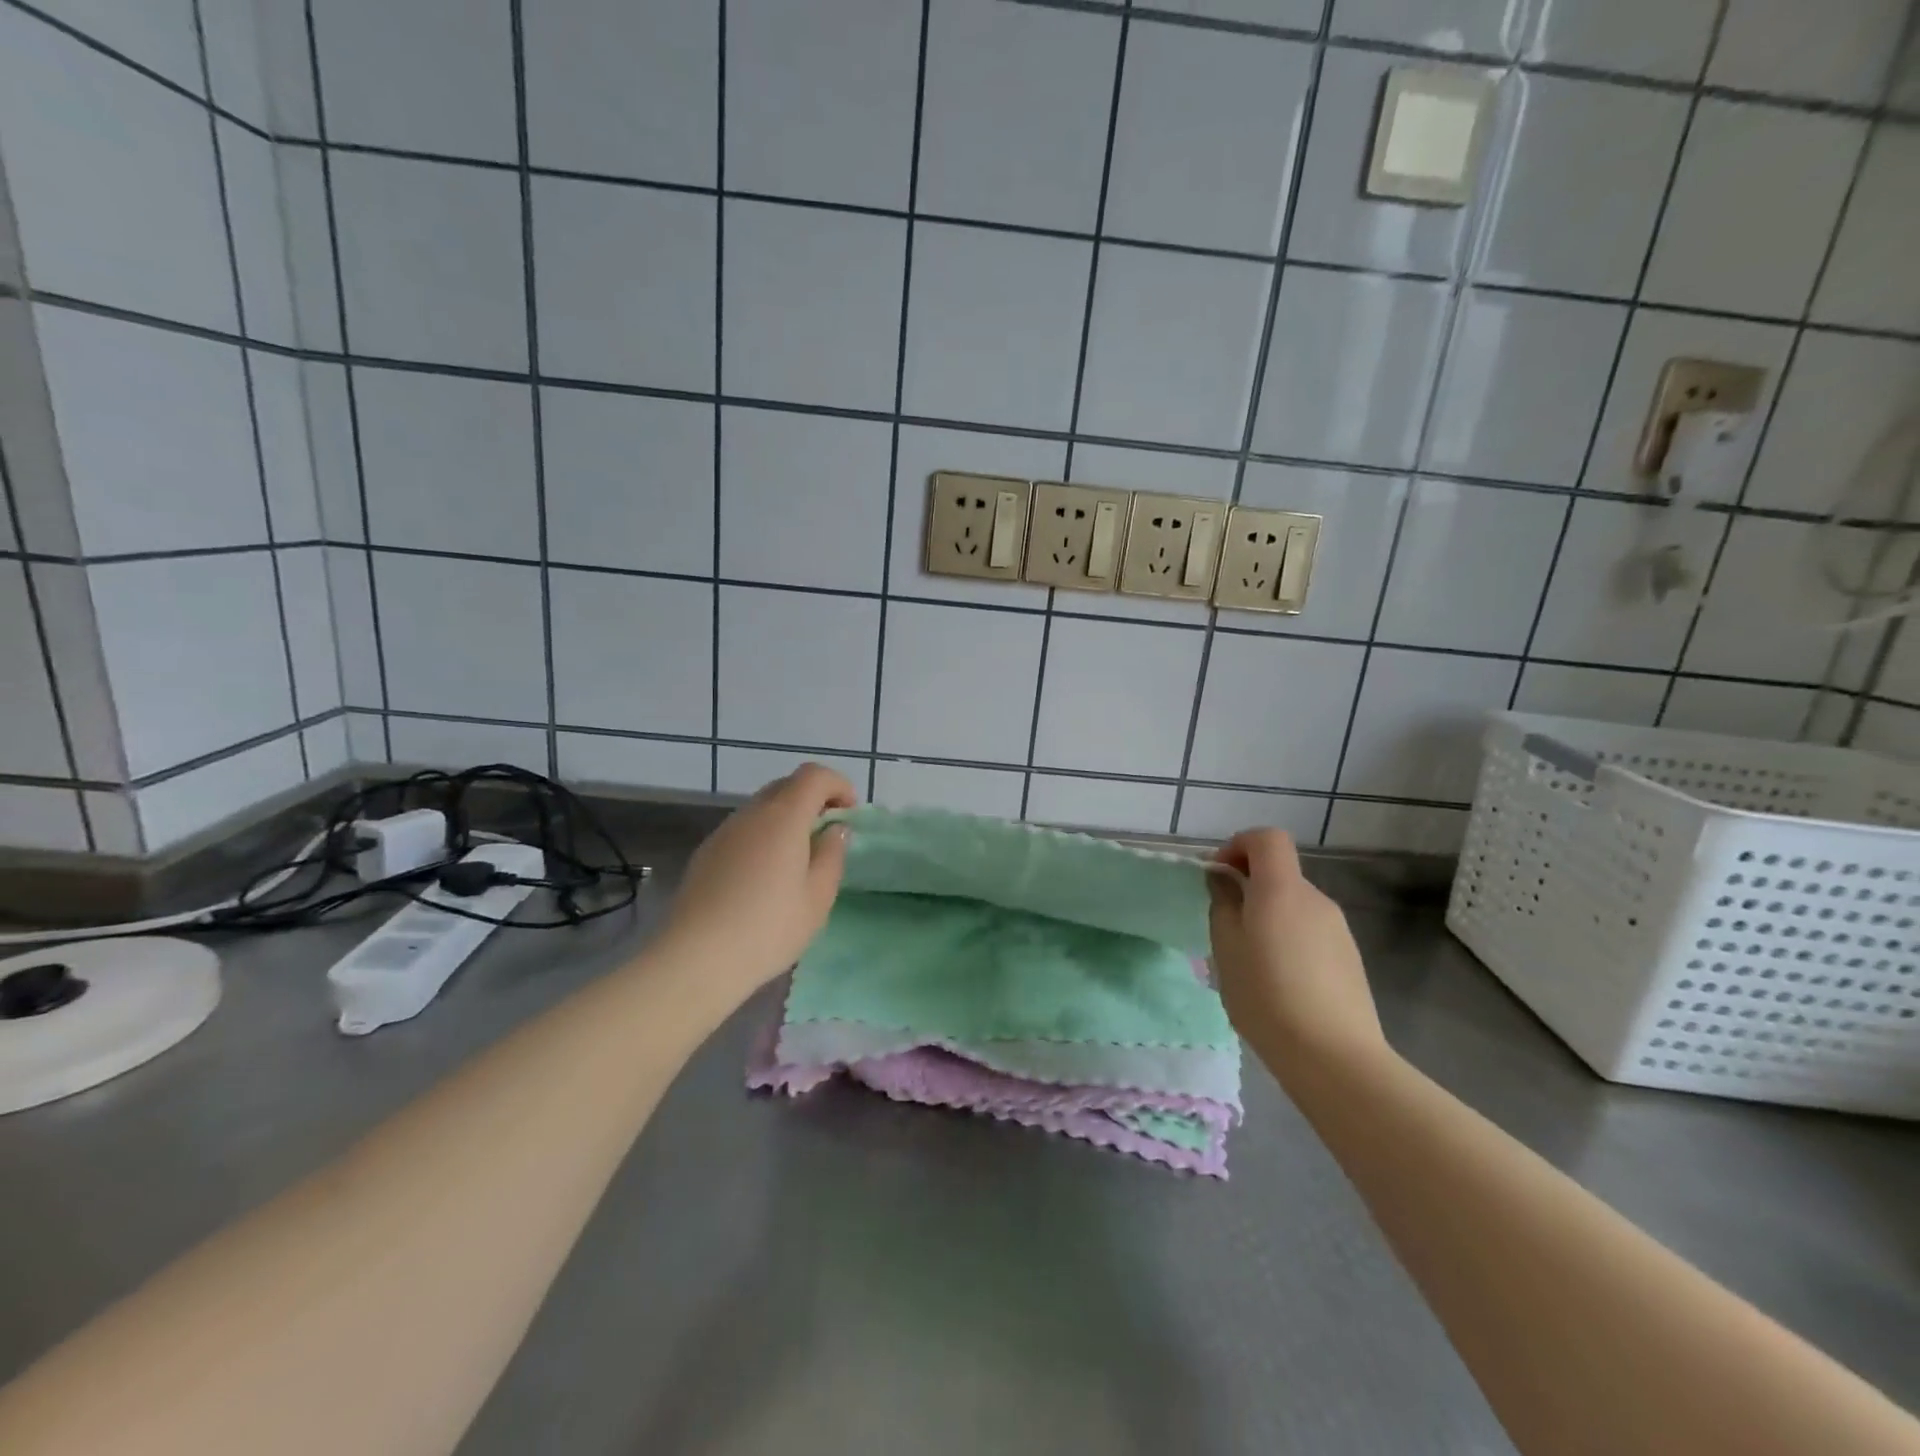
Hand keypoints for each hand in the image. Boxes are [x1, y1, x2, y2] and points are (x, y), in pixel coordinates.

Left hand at [660, 764, 857, 997]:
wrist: (696, 958)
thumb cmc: (769, 928)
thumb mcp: (818, 897)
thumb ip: (832, 855)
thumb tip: (834, 830)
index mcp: (783, 816)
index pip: (814, 775)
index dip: (838, 785)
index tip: (850, 813)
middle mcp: (751, 814)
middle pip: (786, 786)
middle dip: (813, 799)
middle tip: (828, 833)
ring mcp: (724, 832)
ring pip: (762, 808)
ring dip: (787, 819)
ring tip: (799, 858)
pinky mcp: (706, 853)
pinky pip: (744, 830)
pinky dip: (764, 837)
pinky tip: (766, 877)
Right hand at [1208, 829, 1387, 1070]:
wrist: (1335, 1058)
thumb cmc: (1267, 996)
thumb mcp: (1226, 948)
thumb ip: (1223, 904)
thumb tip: (1225, 880)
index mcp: (1282, 890)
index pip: (1267, 839)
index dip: (1239, 845)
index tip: (1218, 875)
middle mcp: (1315, 899)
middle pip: (1280, 873)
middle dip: (1249, 887)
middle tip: (1225, 926)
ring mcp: (1338, 929)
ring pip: (1294, 905)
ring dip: (1268, 916)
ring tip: (1251, 961)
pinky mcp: (1349, 958)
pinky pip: (1310, 932)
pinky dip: (1289, 940)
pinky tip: (1280, 983)